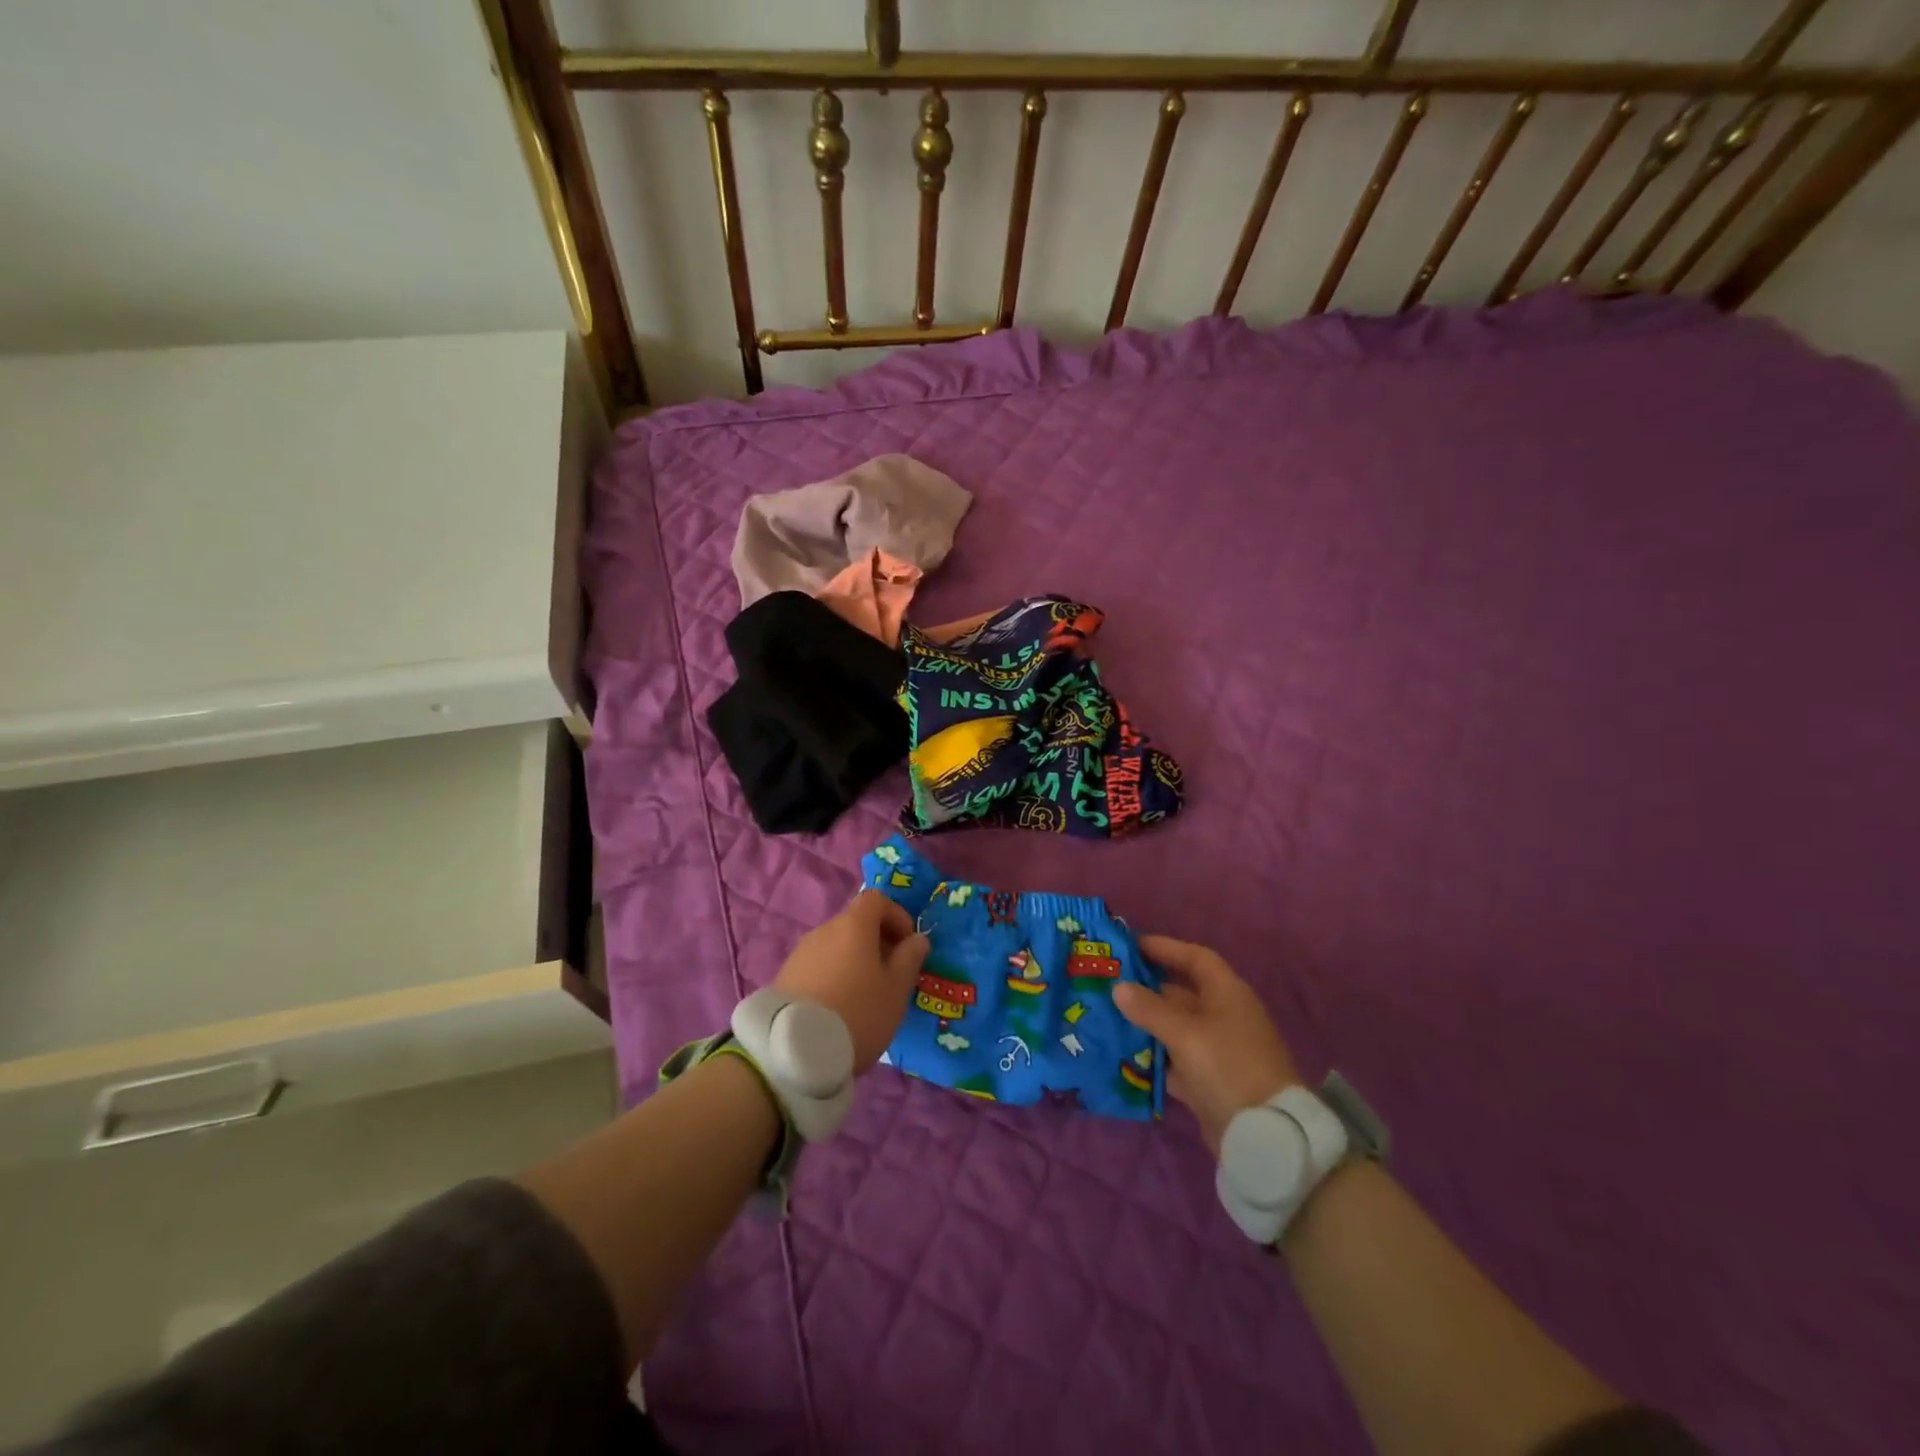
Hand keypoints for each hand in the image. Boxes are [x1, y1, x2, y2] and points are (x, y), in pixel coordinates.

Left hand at [773, 892, 928, 1072]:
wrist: (795, 1051)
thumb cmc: (858, 1012)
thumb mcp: (896, 989)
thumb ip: (910, 958)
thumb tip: (917, 939)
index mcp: (854, 925)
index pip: (877, 900)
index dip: (896, 916)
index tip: (907, 945)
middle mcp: (824, 930)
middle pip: (855, 924)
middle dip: (876, 943)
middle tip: (890, 976)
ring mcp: (801, 952)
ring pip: (836, 946)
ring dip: (853, 962)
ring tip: (864, 997)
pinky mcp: (785, 977)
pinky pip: (818, 966)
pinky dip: (833, 976)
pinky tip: (838, 1008)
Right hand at [1113, 936, 1300, 1152]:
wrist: (1264, 1135)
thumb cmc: (1227, 1067)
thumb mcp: (1184, 1034)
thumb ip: (1149, 1009)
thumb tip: (1119, 987)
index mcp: (1227, 993)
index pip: (1195, 958)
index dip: (1165, 948)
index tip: (1131, 945)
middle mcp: (1224, 1015)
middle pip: (1183, 992)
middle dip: (1148, 987)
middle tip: (1110, 982)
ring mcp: (1219, 1049)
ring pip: (1177, 1026)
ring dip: (1148, 1022)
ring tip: (1110, 1016)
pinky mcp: (1211, 1079)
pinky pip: (1177, 1058)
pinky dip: (1155, 1055)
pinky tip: (1126, 1055)